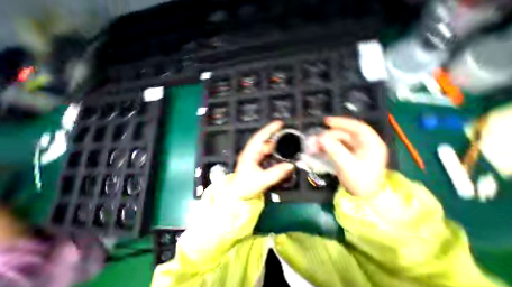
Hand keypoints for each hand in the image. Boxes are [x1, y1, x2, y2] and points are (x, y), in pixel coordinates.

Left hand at [234, 121, 296, 198]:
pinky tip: (277, 151)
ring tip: (284, 140)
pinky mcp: (255, 161)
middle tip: (286, 131)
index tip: (279, 123)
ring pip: (264, 145)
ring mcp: (253, 156)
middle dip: (273, 134)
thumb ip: (276, 173)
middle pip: (262, 139)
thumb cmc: (246, 186)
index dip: (269, 129)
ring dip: (273, 142)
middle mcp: (251, 152)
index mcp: (249, 154)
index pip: (259, 137)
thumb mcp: (262, 180)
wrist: (237, 194)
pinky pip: (265, 152)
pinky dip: (272, 150)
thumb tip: (291, 166)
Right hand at [319, 116, 385, 196]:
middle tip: (314, 140)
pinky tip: (317, 150)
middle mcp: (364, 144)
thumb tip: (321, 138)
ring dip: (325, 142)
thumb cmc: (361, 182)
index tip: (327, 121)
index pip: (358, 127)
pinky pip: (336, 147)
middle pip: (344, 134)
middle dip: (328, 136)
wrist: (364, 196)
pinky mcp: (348, 154)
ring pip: (338, 140)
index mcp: (371, 144)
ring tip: (313, 146)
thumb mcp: (348, 166)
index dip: (342, 122)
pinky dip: (326, 147)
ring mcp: (356, 149)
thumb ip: (335, 151)